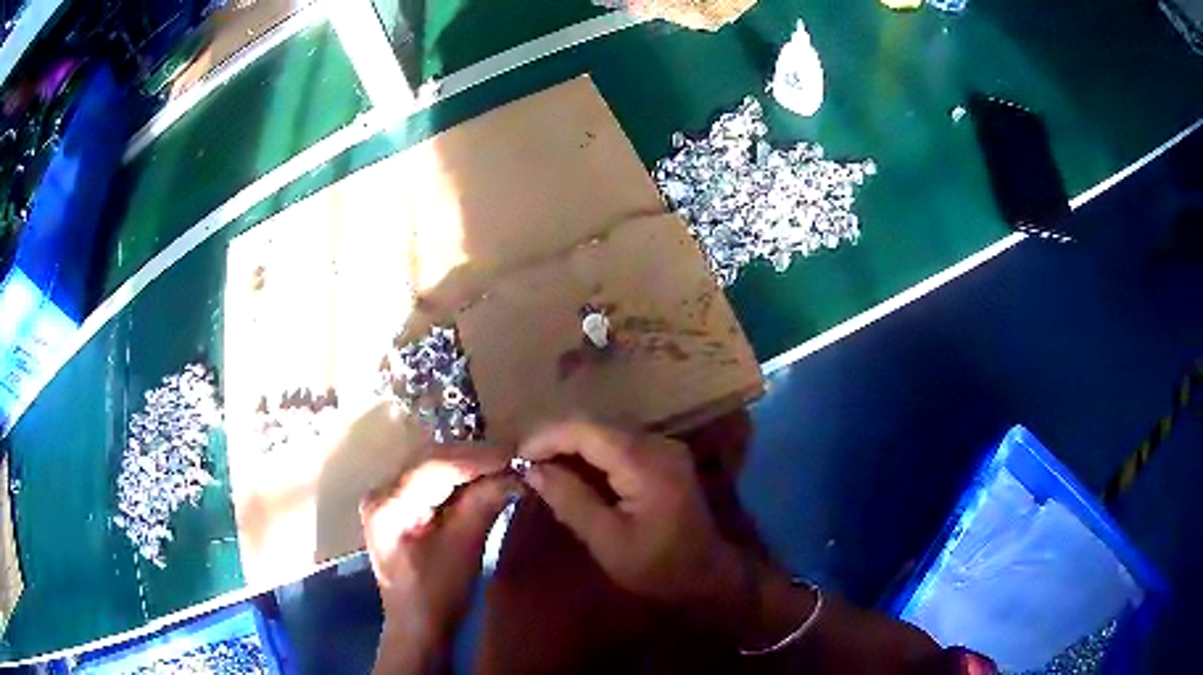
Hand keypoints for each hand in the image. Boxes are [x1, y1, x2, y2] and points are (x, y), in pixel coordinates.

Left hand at [360, 446, 513, 673]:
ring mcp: (386, 497)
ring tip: (503, 466)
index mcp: (387, 504)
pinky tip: (482, 479)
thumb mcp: (463, 549)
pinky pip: (430, 480)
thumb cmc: (437, 596)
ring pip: (431, 466)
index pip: (433, 466)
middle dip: (473, 458)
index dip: (476, 458)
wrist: (418, 627)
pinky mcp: (397, 506)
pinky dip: (458, 478)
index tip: (514, 455)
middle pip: (430, 460)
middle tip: (513, 458)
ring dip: (467, 465)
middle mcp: (380, 491)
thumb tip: (514, 471)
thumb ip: (483, 504)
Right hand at [516, 420, 743, 606]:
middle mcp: (657, 442)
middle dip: (555, 438)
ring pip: (605, 430)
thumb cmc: (658, 566)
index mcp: (645, 462)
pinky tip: (570, 469)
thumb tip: (532, 469)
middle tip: (523, 461)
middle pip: (595, 424)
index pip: (585, 430)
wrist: (709, 575)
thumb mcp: (608, 540)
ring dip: (570, 444)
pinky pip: (618, 443)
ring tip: (539, 464)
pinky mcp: (663, 457)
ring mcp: (664, 447)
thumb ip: (570, 500)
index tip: (516, 456)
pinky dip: (589, 453)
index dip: (546, 437)